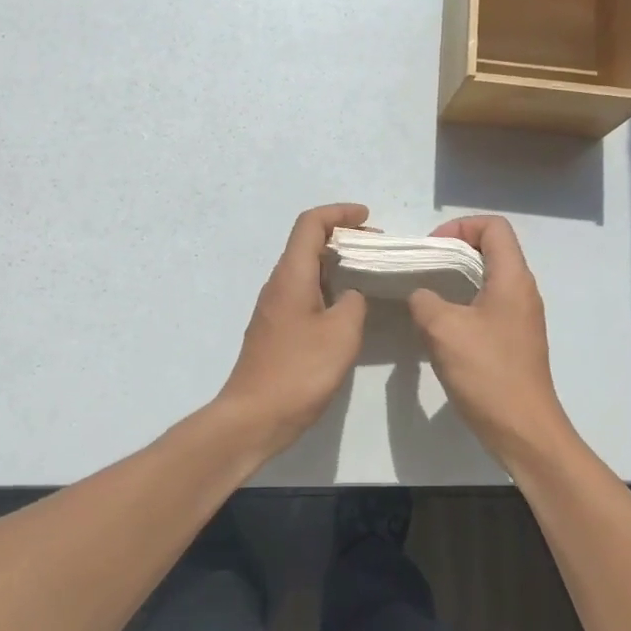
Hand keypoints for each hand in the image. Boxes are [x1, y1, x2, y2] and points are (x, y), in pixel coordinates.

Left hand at [214, 203, 369, 459]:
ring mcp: (274, 307)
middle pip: (307, 243)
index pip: (310, 224)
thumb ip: (354, 303)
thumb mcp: (341, 334)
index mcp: (291, 275)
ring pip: (305, 269)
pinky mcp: (275, 329)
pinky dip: (327, 287)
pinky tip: (346, 308)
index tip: (368, 218)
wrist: (254, 417)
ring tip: (368, 275)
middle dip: (342, 237)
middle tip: (376, 249)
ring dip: (335, 264)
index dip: (339, 213)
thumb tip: (351, 294)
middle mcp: (278, 284)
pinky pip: (303, 292)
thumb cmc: (299, 371)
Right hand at [408, 215, 576, 469]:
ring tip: (425, 294)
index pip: (494, 227)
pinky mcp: (514, 339)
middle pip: (491, 249)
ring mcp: (520, 316)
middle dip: (453, 251)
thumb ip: (425, 300)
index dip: (460, 227)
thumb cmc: (487, 373)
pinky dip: (462, 302)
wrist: (522, 429)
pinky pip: (487, 304)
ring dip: (455, 278)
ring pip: (487, 278)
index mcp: (512, 279)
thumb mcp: (443, 329)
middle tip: (422, 269)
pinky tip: (440, 325)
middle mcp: (522, 291)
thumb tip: (421, 294)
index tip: (432, 249)